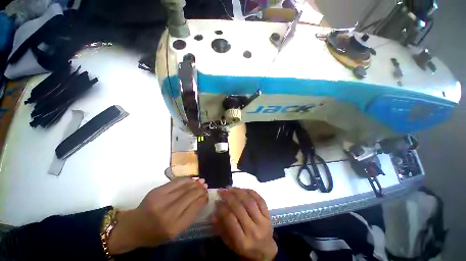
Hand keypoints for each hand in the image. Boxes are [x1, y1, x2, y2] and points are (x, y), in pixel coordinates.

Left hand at [108, 178, 207, 254]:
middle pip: (190, 195)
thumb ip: (190, 215)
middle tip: (205, 186)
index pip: (194, 207)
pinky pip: (176, 182)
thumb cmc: (156, 233)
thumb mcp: (175, 232)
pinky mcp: (156, 191)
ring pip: (185, 187)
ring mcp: (161, 200)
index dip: (203, 198)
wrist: (133, 227)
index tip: (207, 194)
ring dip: (195, 183)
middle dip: (200, 189)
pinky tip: (191, 180)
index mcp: (174, 227)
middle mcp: (168, 213)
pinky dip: (186, 180)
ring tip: (201, 181)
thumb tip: (202, 198)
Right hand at [214, 188, 277, 260]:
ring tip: (231, 188)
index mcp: (243, 242)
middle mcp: (254, 231)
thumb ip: (221, 229)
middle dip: (229, 197)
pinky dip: (251, 192)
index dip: (222, 208)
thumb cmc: (245, 249)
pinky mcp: (268, 215)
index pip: (231, 220)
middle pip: (240, 208)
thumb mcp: (230, 244)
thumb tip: (214, 213)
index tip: (217, 201)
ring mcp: (263, 222)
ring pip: (250, 202)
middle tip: (222, 191)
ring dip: (239, 192)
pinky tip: (243, 189)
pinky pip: (260, 199)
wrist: (265, 251)